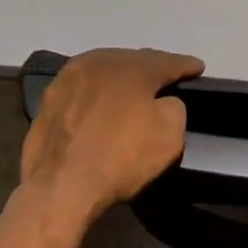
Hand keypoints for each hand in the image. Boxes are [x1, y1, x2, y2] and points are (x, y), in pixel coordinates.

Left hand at [20, 48, 203, 227]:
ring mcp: (70, 78)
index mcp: (133, 67)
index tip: (198, 67)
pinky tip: (100, 102)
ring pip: (105, 69)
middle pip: (134, 60)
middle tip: (166, 76)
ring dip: (121, 76)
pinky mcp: (49, 98)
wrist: (59, 186)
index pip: (168, 61)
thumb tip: (163, 101)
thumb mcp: (169, 136)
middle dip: (152, 67)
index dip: (185, 65)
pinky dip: (96, 91)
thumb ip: (175, 107)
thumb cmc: (120, 158)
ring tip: (132, 87)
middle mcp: (101, 61)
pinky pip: (83, 87)